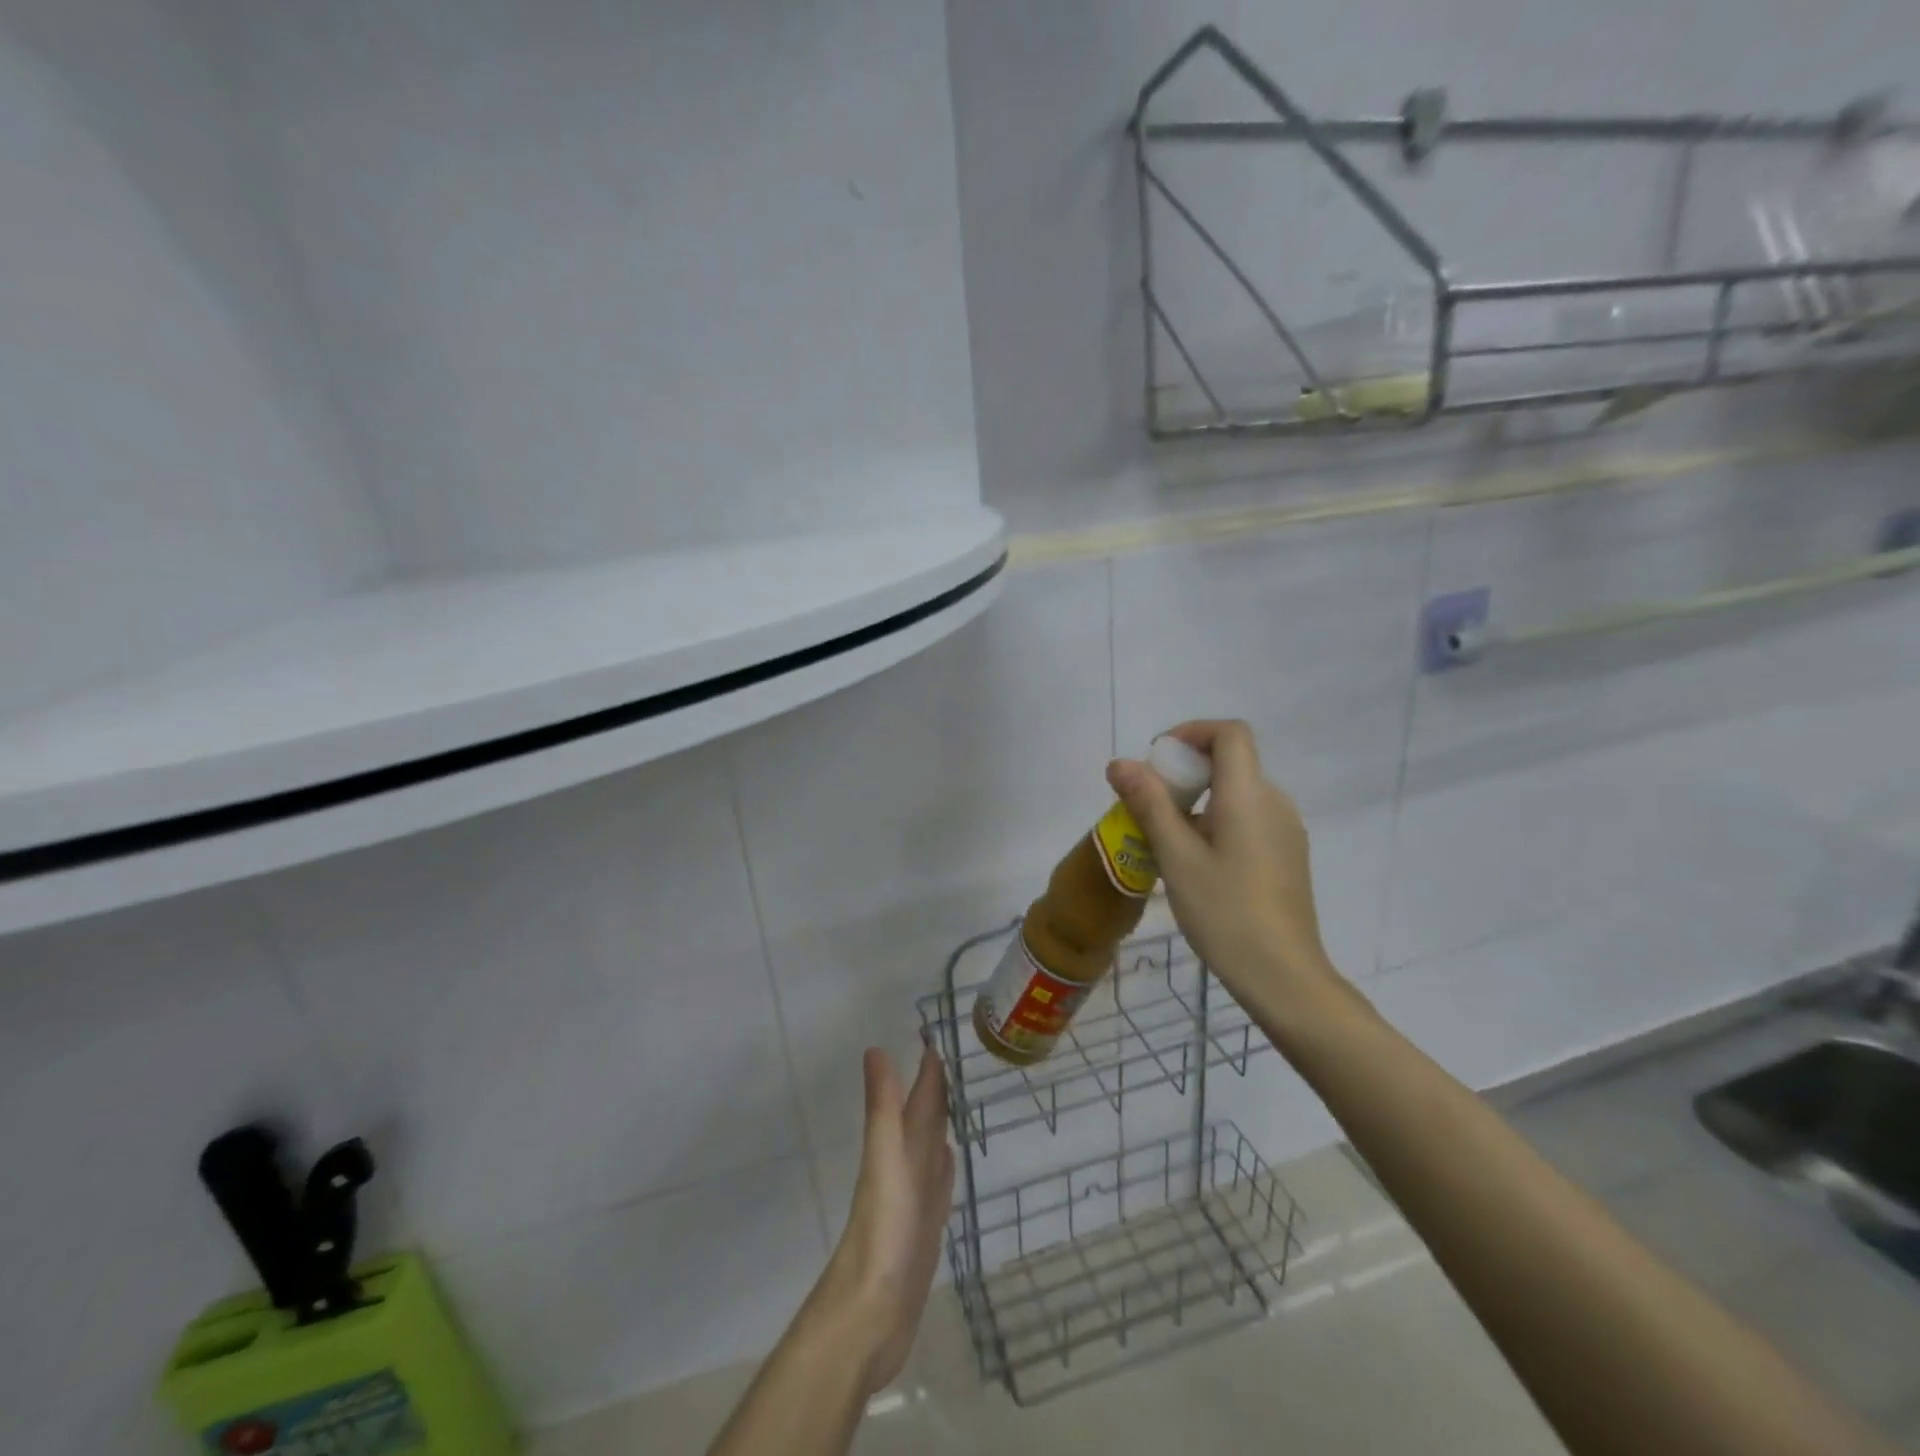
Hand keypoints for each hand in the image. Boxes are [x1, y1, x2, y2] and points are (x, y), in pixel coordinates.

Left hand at [813, 1045, 954, 1395]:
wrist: (870, 1316)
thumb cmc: (882, 1233)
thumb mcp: (885, 1161)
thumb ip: (882, 1108)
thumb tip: (874, 1048)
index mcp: (899, 1148)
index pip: (918, 1098)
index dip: (928, 1069)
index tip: (938, 1034)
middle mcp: (907, 1167)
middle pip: (924, 1120)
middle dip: (936, 1090)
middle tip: (954, 1058)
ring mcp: (916, 1199)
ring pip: (931, 1148)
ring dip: (941, 1123)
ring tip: (955, 1099)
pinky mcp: (925, 1230)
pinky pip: (938, 1185)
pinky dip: (944, 1167)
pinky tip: (948, 1158)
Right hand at [1107, 720, 1347, 1024]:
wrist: (1283, 976)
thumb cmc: (1225, 912)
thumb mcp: (1176, 856)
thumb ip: (1149, 803)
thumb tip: (1120, 763)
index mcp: (1249, 795)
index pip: (1230, 733)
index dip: (1192, 732)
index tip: (1158, 760)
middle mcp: (1274, 802)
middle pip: (1231, 762)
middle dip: (1185, 771)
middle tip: (1149, 805)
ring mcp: (1285, 830)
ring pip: (1237, 793)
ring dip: (1198, 799)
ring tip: (1164, 839)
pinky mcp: (1287, 855)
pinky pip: (1248, 819)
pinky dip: (1217, 821)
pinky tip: (1196, 862)